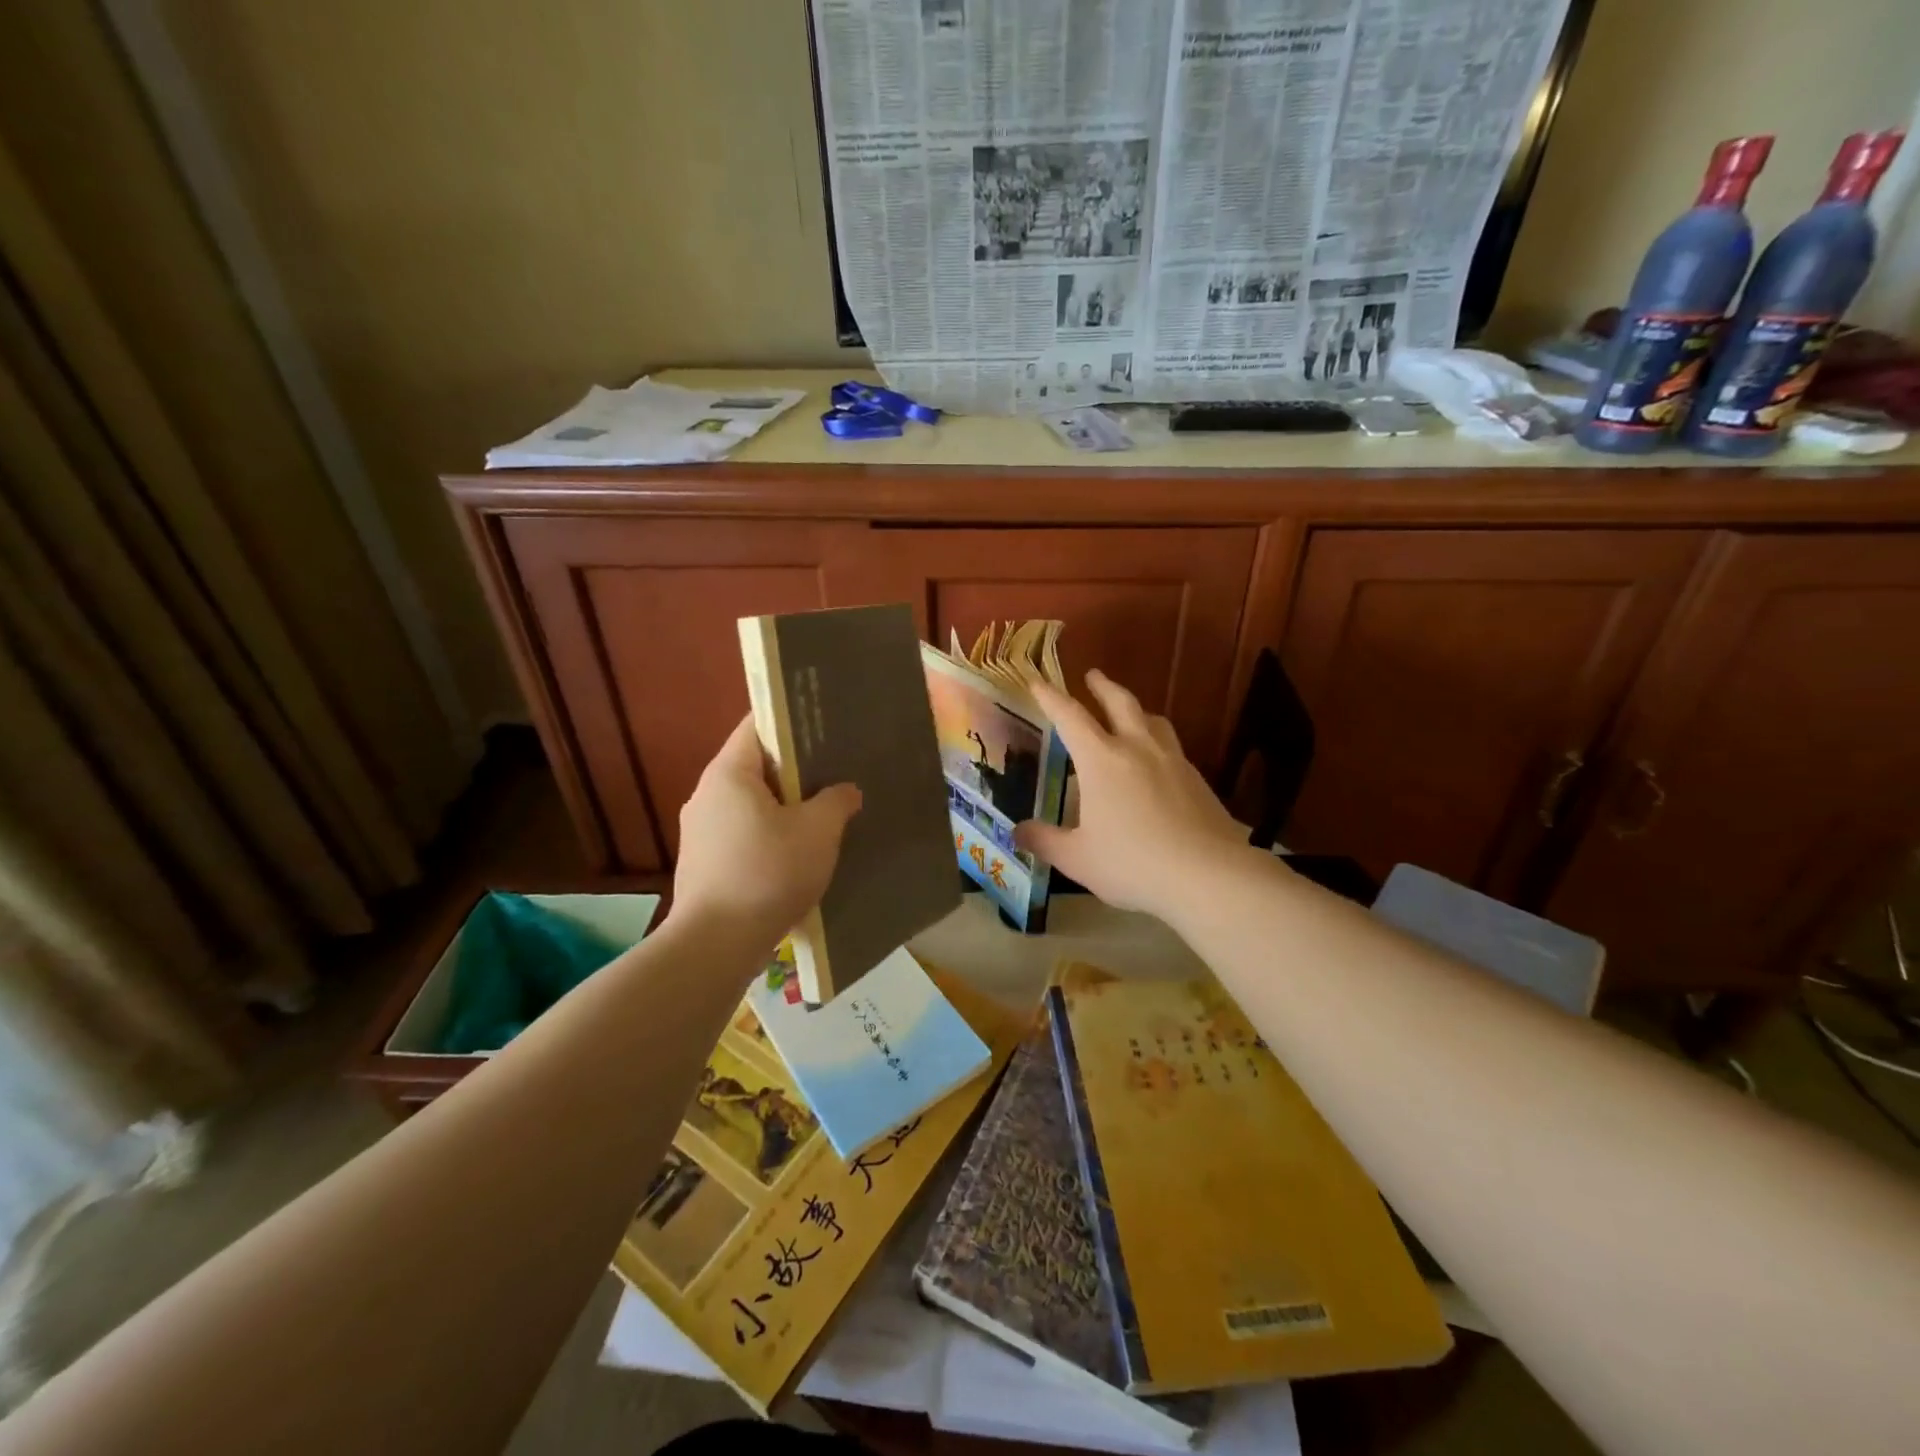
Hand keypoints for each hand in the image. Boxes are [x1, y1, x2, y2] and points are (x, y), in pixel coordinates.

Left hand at [672, 716, 861, 950]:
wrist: (716, 946)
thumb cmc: (768, 873)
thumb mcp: (818, 831)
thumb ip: (837, 801)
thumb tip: (846, 791)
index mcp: (728, 773)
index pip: (757, 726)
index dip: (791, 722)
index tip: (825, 728)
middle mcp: (706, 795)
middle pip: (755, 766)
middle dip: (795, 770)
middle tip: (835, 773)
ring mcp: (700, 832)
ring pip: (751, 804)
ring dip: (784, 807)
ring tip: (823, 815)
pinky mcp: (704, 864)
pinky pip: (743, 834)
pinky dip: (770, 835)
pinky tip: (798, 854)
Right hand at [1015, 670, 1248, 922]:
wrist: (1209, 875)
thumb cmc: (1133, 863)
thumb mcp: (1078, 858)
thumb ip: (1045, 841)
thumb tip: (1017, 832)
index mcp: (1101, 760)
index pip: (1070, 717)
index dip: (1051, 697)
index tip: (1038, 681)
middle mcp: (1137, 748)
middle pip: (1120, 702)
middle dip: (1102, 686)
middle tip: (1093, 675)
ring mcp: (1172, 760)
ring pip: (1153, 720)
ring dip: (1135, 709)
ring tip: (1129, 712)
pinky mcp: (1197, 779)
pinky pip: (1172, 746)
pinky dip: (1157, 739)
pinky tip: (1156, 761)